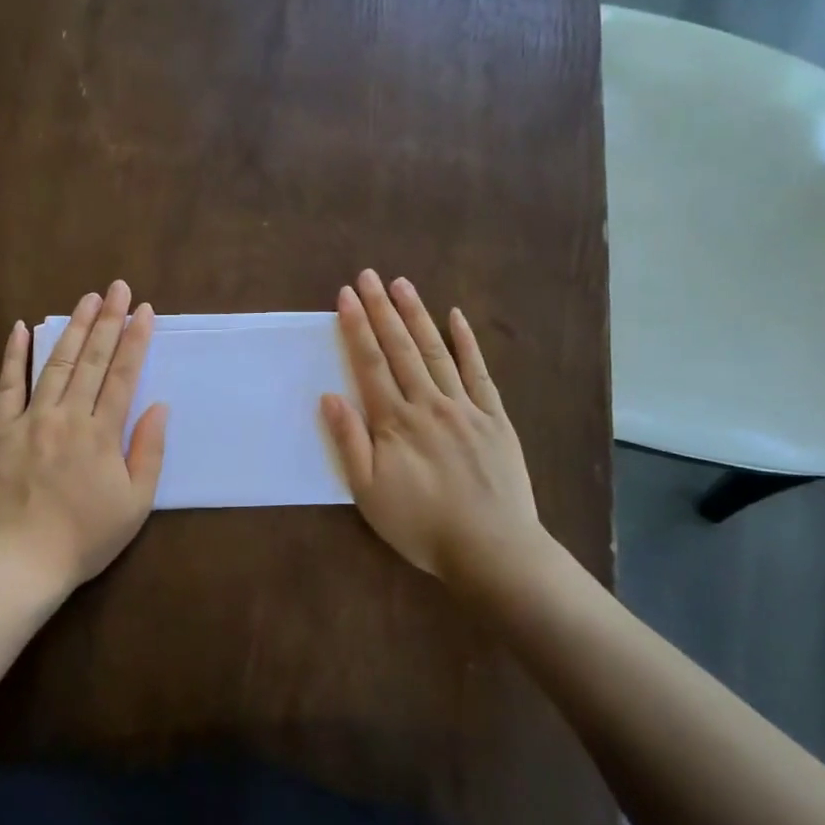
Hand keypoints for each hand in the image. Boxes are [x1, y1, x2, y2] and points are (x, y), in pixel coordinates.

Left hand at [0, 280, 168, 593]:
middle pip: (92, 359)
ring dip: (73, 328)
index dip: (135, 340)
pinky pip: (7, 385)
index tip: (144, 310)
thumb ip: (149, 452)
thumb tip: (159, 406)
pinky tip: (21, 328)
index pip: (123, 375)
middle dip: (108, 320)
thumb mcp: (134, 504)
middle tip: (117, 287)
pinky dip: (14, 355)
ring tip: (87, 298)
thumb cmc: (84, 538)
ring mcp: (29, 419)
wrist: (19, 563)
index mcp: (101, 434)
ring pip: (56, 363)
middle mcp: (66, 416)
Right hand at [321, 269, 548, 585]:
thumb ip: (349, 442)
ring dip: (417, 315)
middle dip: (382, 309)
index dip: (356, 328)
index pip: (370, 364)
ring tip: (402, 284)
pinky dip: (467, 343)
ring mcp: (465, 408)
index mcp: (395, 422)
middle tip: (369, 276)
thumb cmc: (421, 525)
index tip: (345, 296)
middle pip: (400, 348)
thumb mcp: (369, 494)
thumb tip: (329, 396)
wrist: (492, 549)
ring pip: (436, 352)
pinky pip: (479, 373)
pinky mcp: (494, 418)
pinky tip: (456, 317)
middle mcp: (428, 404)